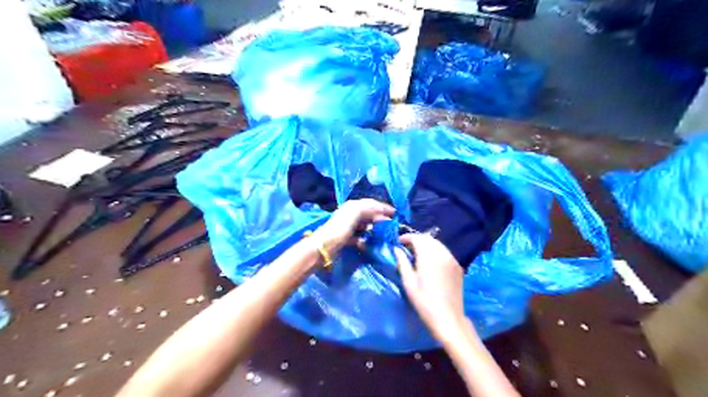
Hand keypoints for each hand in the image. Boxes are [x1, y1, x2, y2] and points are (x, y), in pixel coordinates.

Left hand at [313, 199, 395, 255]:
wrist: (324, 245)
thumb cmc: (340, 228)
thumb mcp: (355, 213)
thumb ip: (368, 208)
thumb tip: (381, 212)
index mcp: (353, 206)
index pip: (371, 203)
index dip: (383, 207)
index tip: (395, 213)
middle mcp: (351, 213)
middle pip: (369, 213)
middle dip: (380, 217)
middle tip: (391, 224)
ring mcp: (348, 225)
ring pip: (366, 224)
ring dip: (375, 227)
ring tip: (385, 232)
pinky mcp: (347, 237)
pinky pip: (360, 235)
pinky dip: (367, 237)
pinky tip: (372, 241)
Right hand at [396, 235, 472, 342]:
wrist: (448, 318)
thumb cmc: (424, 301)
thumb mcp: (409, 282)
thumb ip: (402, 262)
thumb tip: (396, 249)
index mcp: (429, 257)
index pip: (418, 238)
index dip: (407, 237)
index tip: (398, 242)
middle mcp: (442, 254)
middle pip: (428, 239)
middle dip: (416, 240)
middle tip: (406, 248)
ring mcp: (452, 260)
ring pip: (437, 244)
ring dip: (426, 245)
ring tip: (416, 254)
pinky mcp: (457, 267)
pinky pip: (445, 252)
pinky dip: (435, 251)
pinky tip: (429, 262)